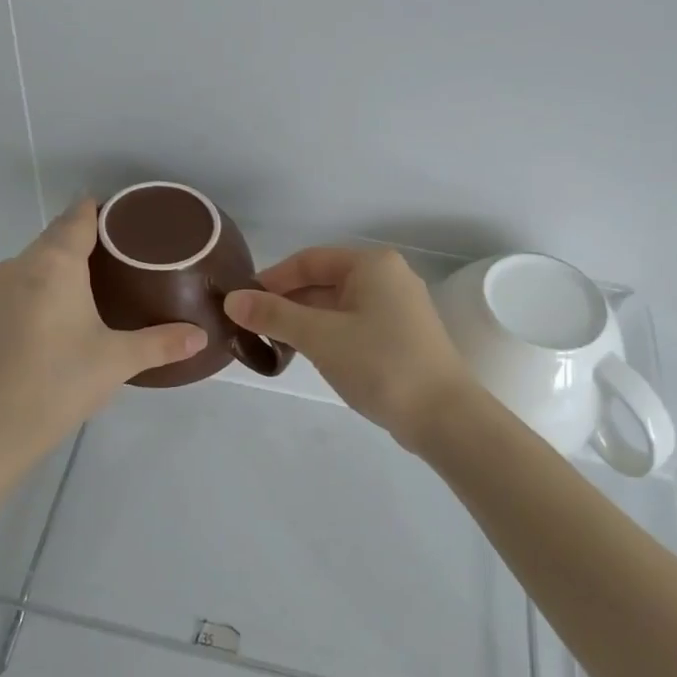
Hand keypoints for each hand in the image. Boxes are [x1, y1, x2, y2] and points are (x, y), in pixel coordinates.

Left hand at [0, 200, 206, 464]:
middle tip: (128, 254)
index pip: (79, 215)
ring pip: (38, 260)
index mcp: (54, 262)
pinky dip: (45, 285)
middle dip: (89, 237)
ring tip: (101, 282)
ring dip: (65, 262)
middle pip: (57, 234)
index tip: (132, 218)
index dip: (105, 209)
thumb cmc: (59, 381)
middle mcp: (22, 264)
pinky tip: (64, 313)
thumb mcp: (118, 360)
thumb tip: (201, 336)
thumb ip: (162, 343)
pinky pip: (23, 283)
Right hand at [223, 247, 476, 447]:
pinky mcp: (402, 336)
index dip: (272, 279)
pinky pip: (354, 324)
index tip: (242, 303)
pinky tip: (309, 355)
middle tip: (252, 327)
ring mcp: (398, 308)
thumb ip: (273, 315)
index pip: (308, 260)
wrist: (444, 416)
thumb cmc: (380, 364)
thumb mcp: (319, 336)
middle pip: (323, 281)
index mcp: (372, 264)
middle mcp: (388, 277)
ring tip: (274, 344)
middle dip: (287, 302)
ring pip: (338, 305)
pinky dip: (327, 334)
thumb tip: (232, 300)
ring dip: (305, 321)